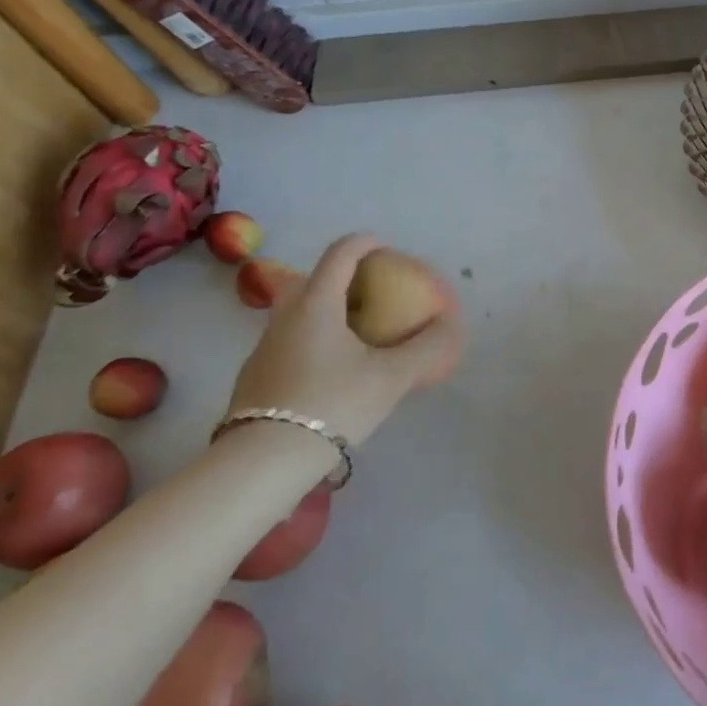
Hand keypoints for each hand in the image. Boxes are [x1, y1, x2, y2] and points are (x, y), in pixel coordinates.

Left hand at [227, 235, 462, 447]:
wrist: (262, 463)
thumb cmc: (332, 404)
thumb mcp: (391, 377)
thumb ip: (427, 347)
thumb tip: (451, 324)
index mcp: (317, 304)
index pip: (340, 253)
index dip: (365, 243)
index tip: (384, 247)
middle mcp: (285, 316)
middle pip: (315, 280)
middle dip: (344, 280)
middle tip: (372, 295)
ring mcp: (264, 347)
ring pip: (299, 313)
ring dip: (328, 312)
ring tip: (356, 336)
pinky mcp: (254, 377)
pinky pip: (290, 342)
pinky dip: (314, 340)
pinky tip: (331, 373)